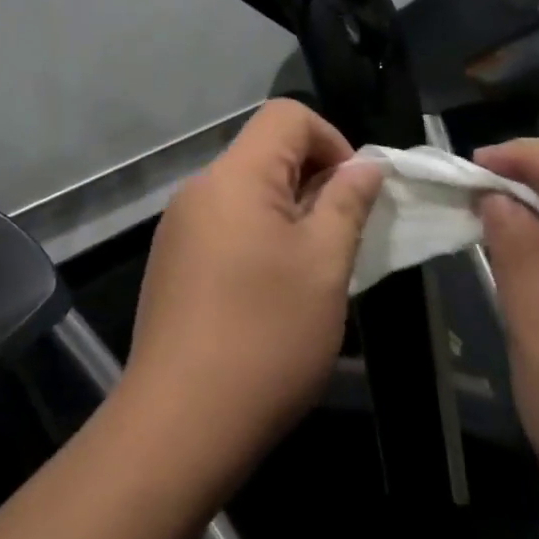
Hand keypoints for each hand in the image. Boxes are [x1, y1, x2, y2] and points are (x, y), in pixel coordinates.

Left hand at [122, 100, 382, 480]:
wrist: (180, 423)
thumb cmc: (266, 336)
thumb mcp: (324, 265)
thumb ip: (347, 202)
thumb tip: (366, 164)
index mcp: (235, 175)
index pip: (287, 115)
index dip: (332, 140)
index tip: (354, 194)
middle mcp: (199, 188)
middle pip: (265, 151)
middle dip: (314, 180)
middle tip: (341, 238)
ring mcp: (179, 227)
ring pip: (247, 192)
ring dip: (289, 213)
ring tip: (312, 270)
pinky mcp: (172, 262)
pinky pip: (225, 224)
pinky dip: (258, 237)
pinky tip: (271, 292)